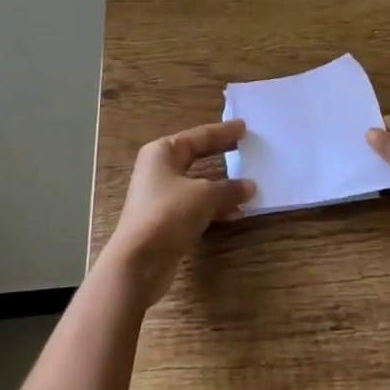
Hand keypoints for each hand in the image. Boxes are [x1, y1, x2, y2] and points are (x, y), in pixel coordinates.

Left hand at [100, 119, 254, 308]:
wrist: (139, 261)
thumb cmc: (169, 213)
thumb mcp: (205, 195)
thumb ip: (229, 188)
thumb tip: (250, 186)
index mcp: (163, 152)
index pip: (199, 136)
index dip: (223, 132)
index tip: (244, 127)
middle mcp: (159, 170)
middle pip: (196, 156)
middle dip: (221, 154)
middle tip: (245, 147)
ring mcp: (161, 196)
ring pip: (198, 183)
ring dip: (222, 186)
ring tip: (249, 185)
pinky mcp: (165, 220)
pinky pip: (196, 205)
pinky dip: (215, 207)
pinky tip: (235, 213)